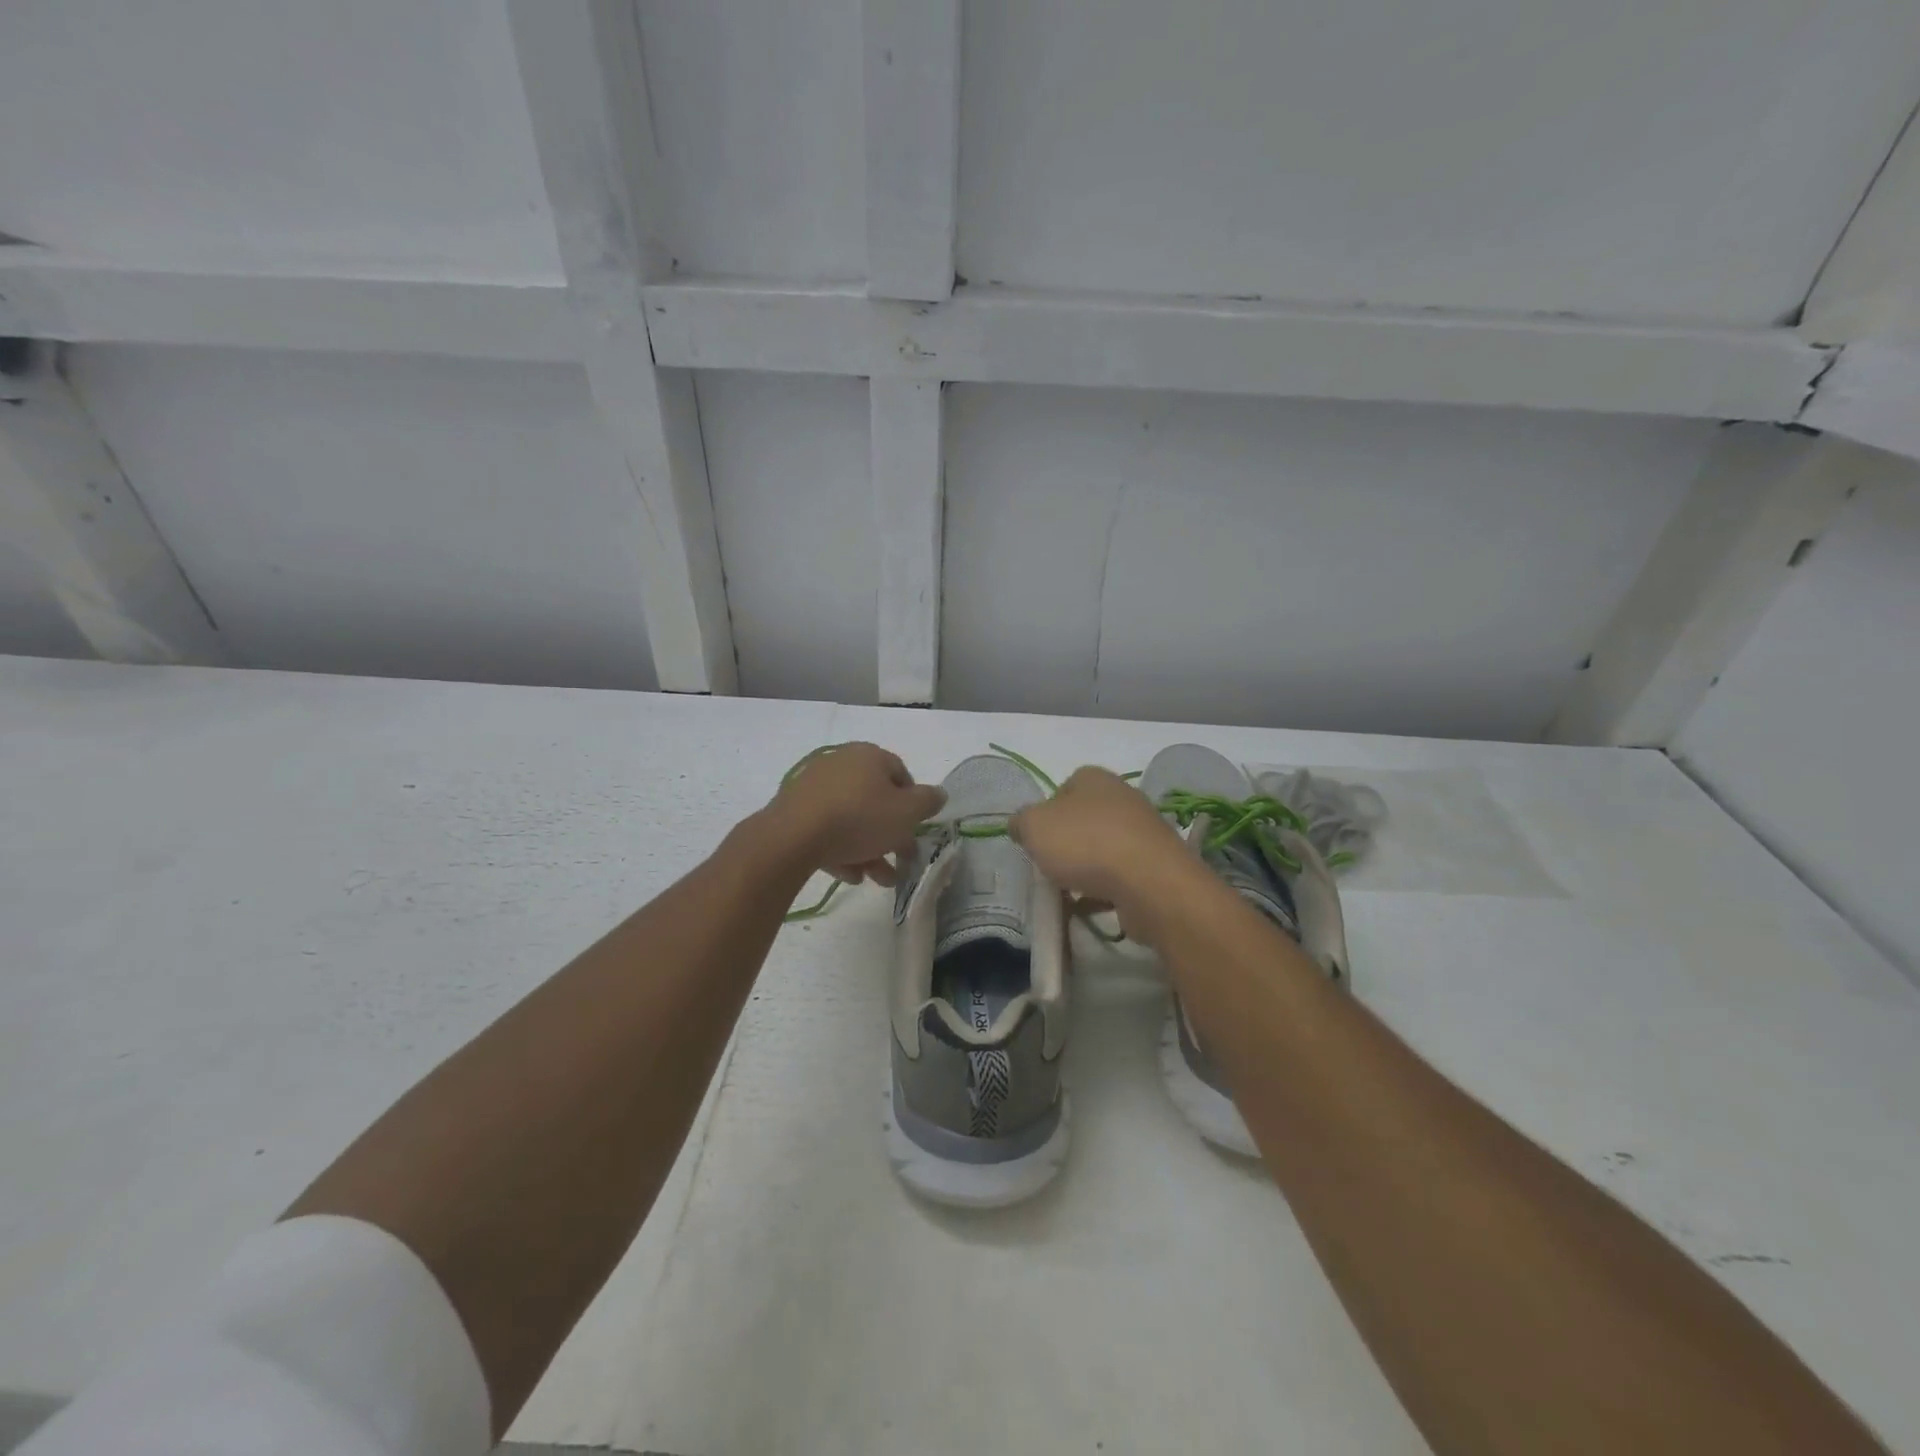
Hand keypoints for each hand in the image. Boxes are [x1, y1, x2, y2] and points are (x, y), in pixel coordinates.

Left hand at [767, 742, 946, 887]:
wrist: (793, 837)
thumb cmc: (859, 818)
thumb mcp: (907, 813)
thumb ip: (927, 802)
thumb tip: (938, 794)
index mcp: (870, 756)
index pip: (901, 774)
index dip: (913, 805)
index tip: (915, 831)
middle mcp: (841, 763)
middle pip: (875, 801)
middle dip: (891, 835)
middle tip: (900, 862)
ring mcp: (814, 786)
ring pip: (851, 819)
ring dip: (868, 849)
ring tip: (876, 879)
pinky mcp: (794, 810)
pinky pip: (826, 828)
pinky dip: (841, 849)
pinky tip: (849, 875)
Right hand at [1008, 767, 1199, 942]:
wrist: (1149, 883)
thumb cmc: (1085, 843)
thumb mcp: (1034, 826)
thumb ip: (1021, 822)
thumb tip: (1020, 825)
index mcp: (1094, 778)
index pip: (1063, 789)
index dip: (1046, 814)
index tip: (1037, 840)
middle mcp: (1123, 797)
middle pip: (1083, 821)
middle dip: (1066, 845)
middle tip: (1050, 867)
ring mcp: (1144, 832)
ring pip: (1103, 850)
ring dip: (1086, 871)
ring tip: (1068, 895)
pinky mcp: (1157, 866)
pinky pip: (1121, 877)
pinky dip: (1105, 891)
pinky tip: (1090, 909)